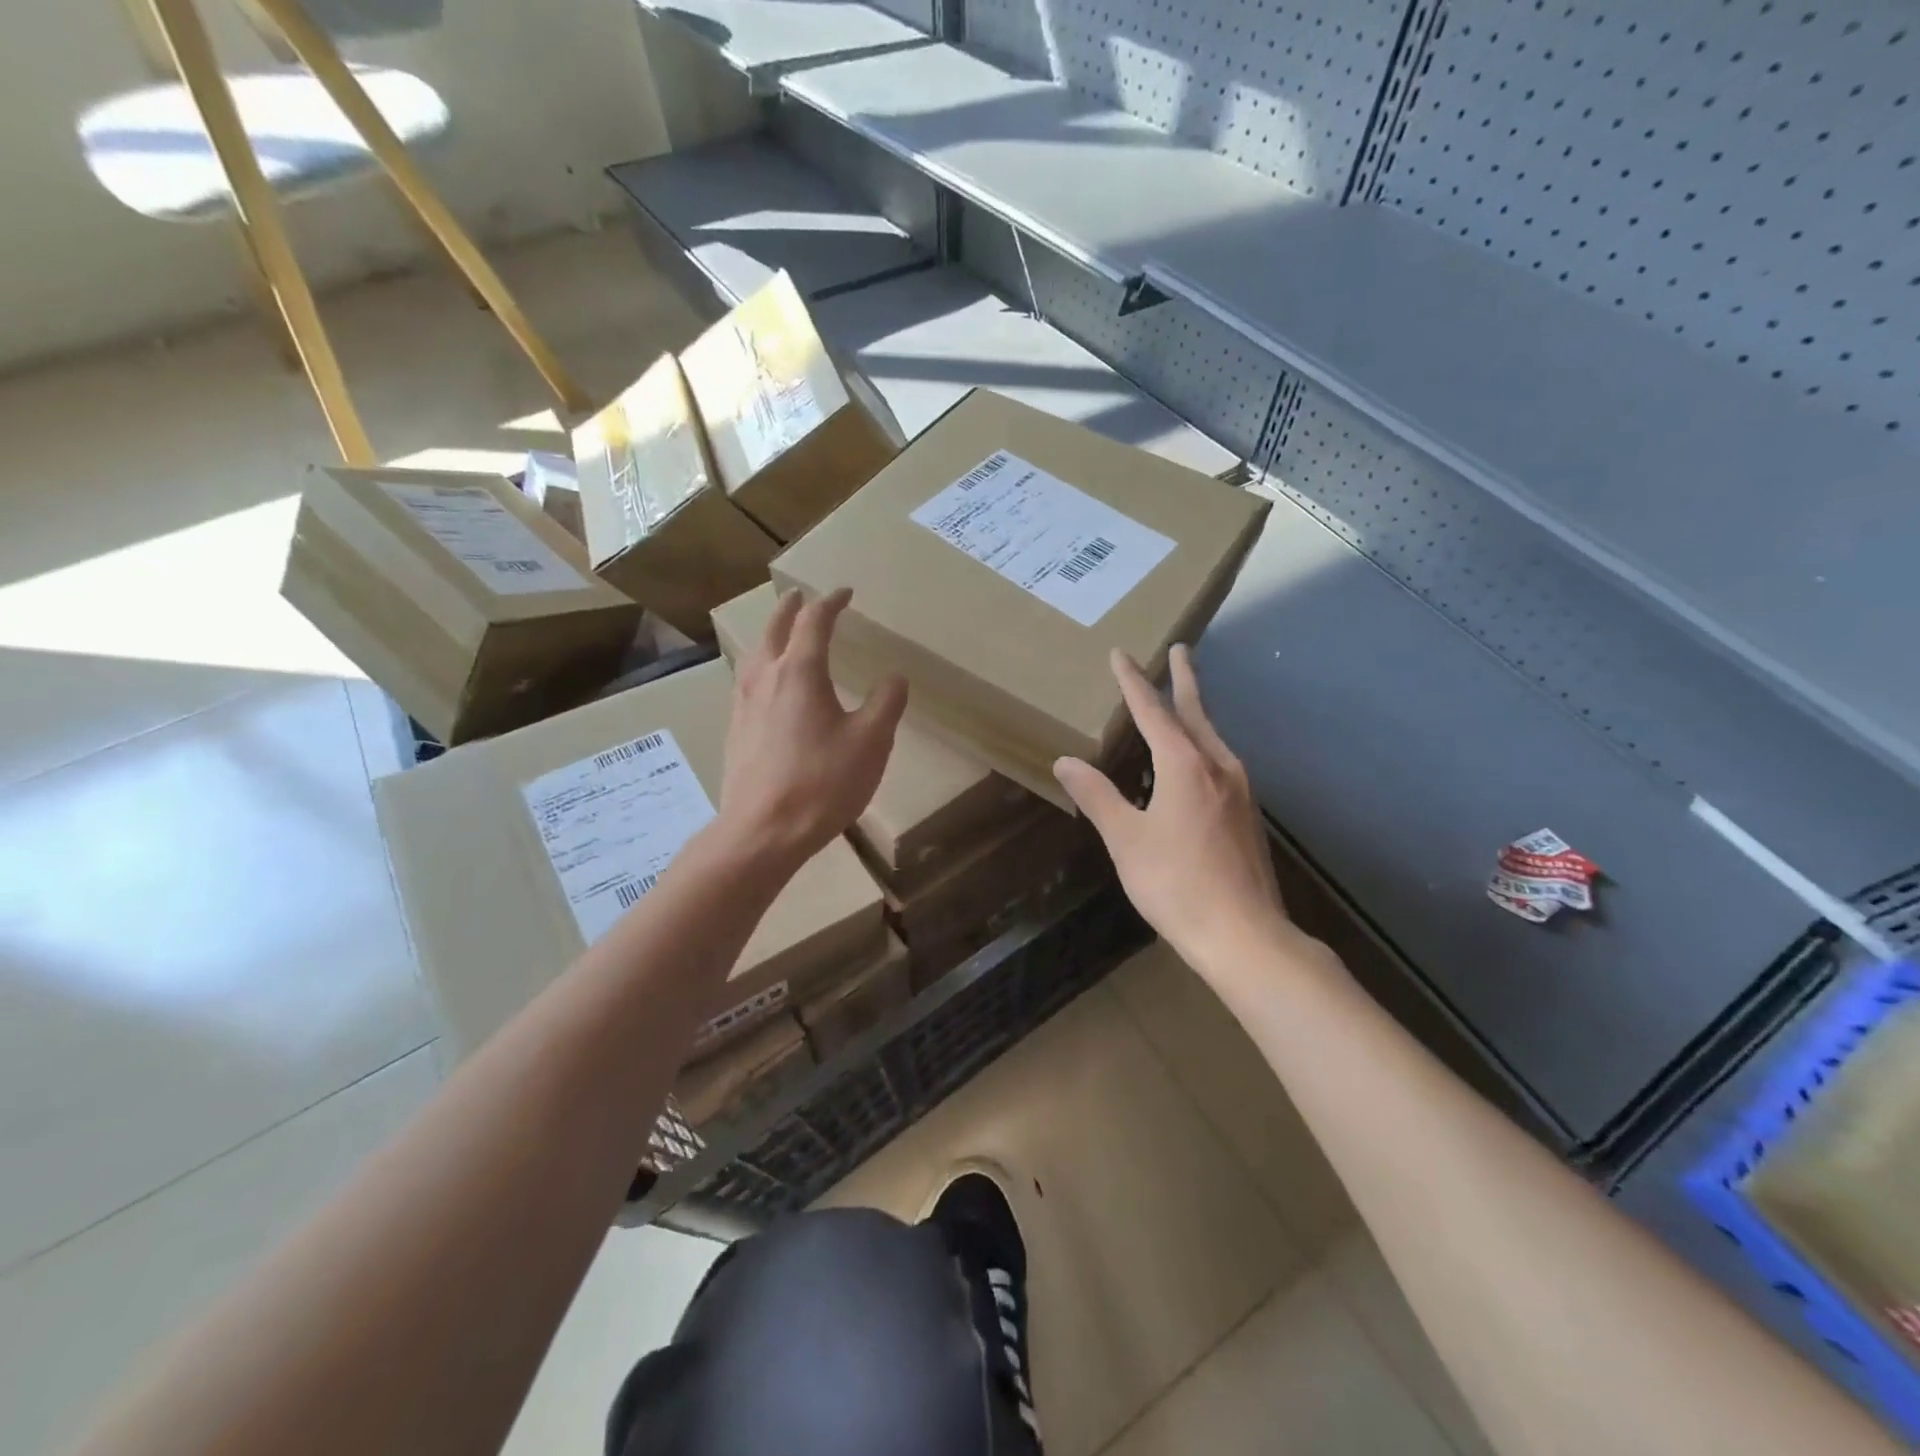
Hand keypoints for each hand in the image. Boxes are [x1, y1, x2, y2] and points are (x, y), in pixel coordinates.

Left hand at [719, 588, 906, 875]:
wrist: (762, 831)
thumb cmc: (822, 783)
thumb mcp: (871, 742)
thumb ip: (886, 703)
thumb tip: (894, 677)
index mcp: (801, 672)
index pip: (814, 622)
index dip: (831, 602)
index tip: (844, 593)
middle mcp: (766, 678)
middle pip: (775, 629)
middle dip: (790, 609)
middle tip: (799, 595)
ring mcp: (744, 704)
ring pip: (755, 654)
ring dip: (770, 635)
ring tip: (780, 633)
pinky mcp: (736, 731)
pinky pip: (747, 681)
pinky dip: (761, 666)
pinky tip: (766, 686)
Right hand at [1054, 646, 1294, 973]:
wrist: (1244, 934)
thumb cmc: (1176, 883)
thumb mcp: (1126, 839)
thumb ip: (1097, 796)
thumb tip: (1066, 761)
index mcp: (1185, 765)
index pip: (1153, 712)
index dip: (1133, 683)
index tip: (1120, 655)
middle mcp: (1218, 766)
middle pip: (1196, 713)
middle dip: (1184, 679)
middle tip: (1181, 649)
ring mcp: (1240, 790)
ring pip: (1213, 737)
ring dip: (1196, 713)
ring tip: (1183, 701)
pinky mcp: (1248, 815)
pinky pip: (1221, 763)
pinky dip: (1203, 745)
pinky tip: (1196, 763)